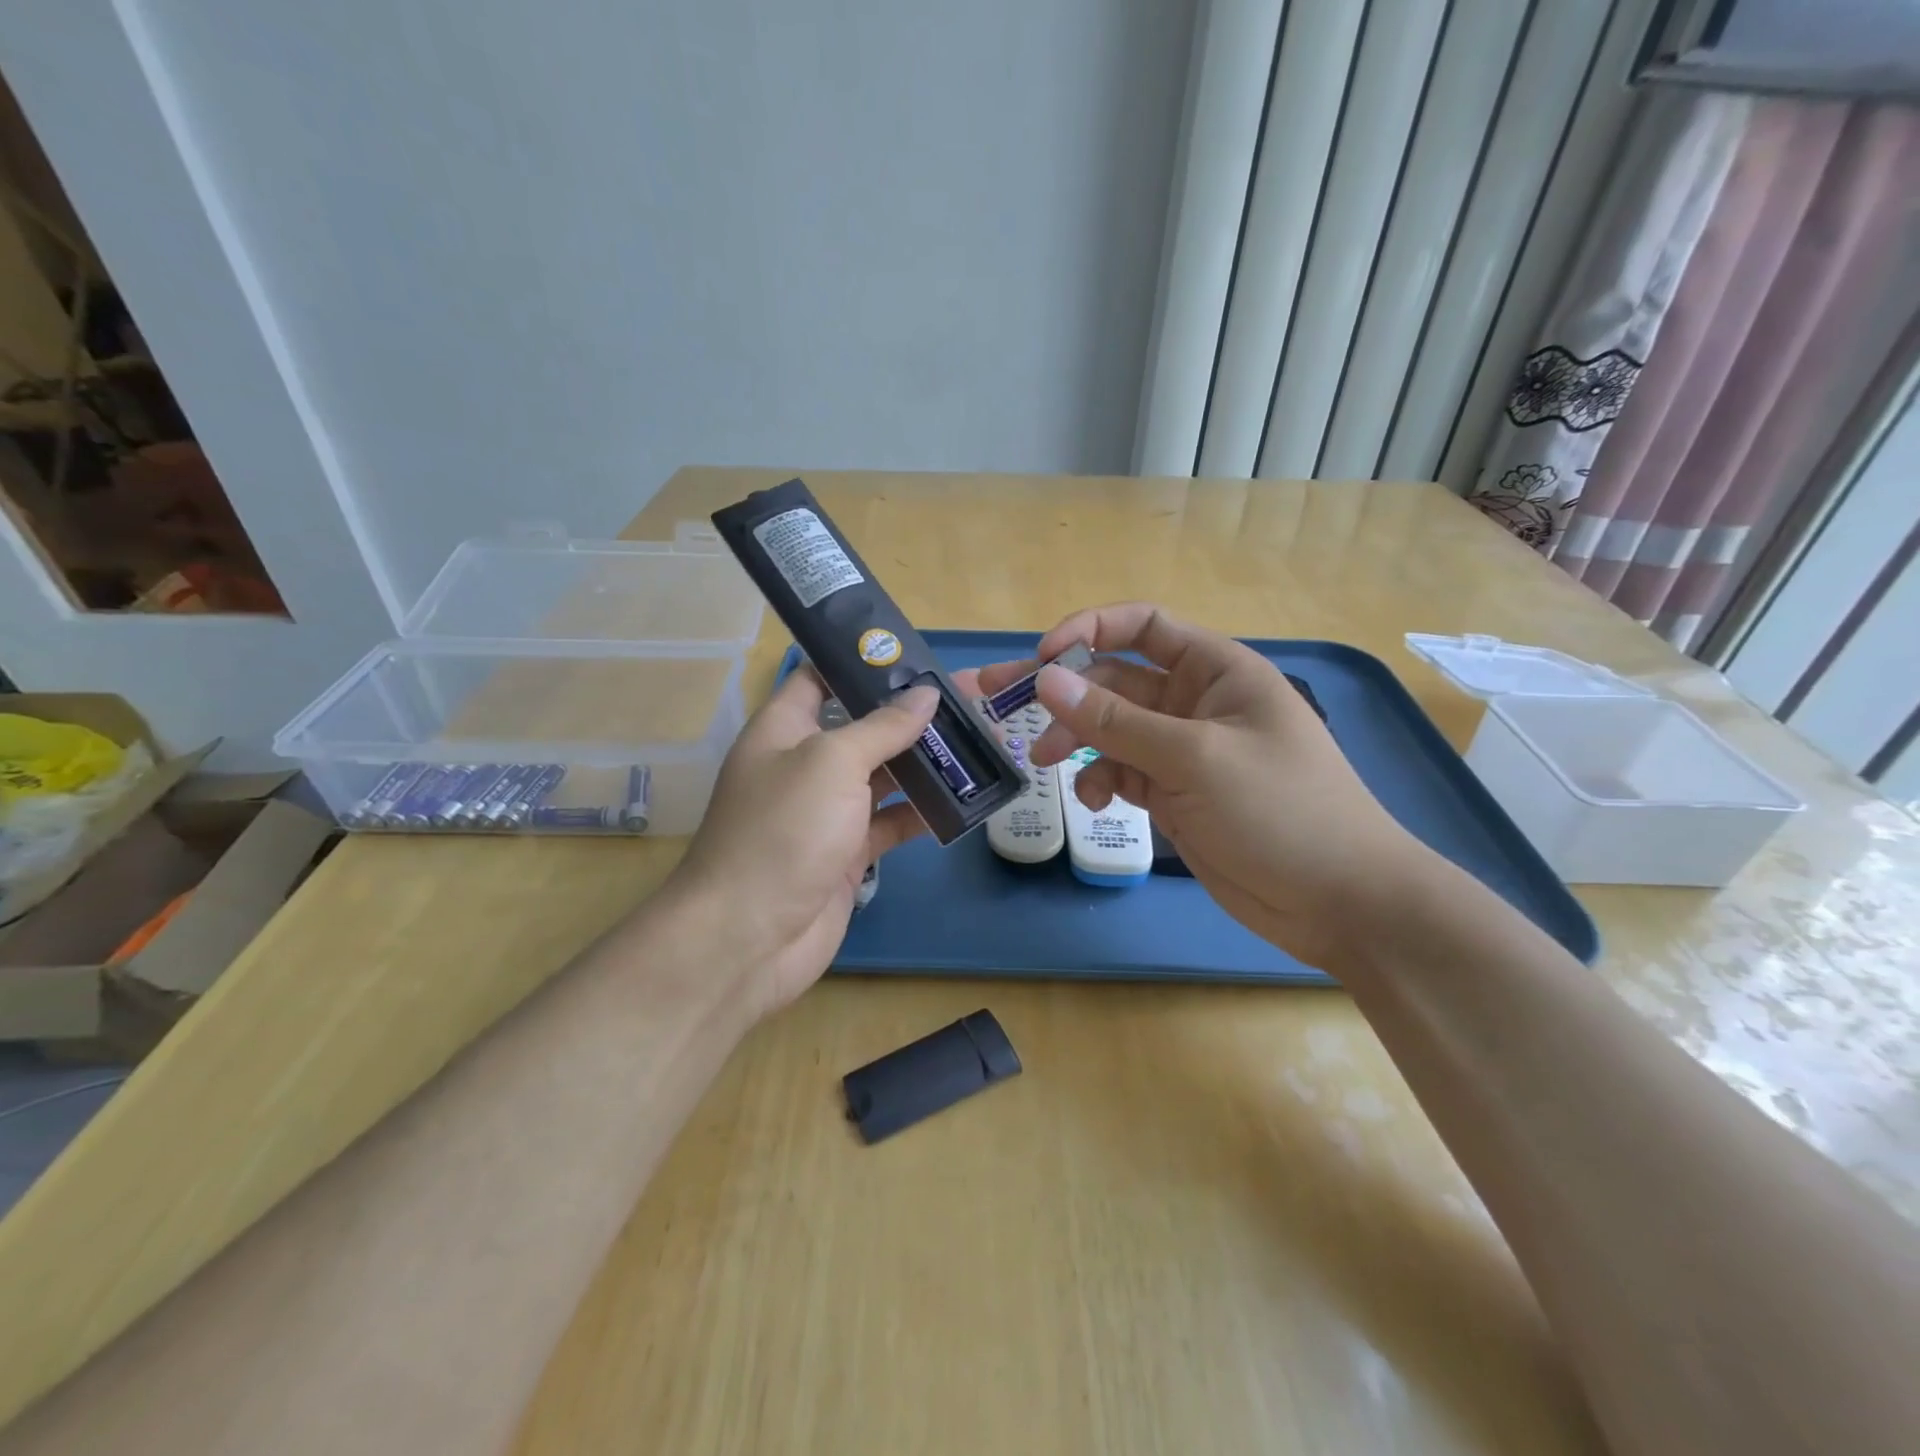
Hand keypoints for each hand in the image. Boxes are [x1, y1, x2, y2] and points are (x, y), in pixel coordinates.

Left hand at [666, 669, 943, 1018]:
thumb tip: (925, 693)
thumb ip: (881, 726)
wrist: (749, 936)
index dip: (860, 661)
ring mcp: (827, 811)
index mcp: (783, 729)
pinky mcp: (848, 852)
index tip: (914, 654)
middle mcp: (804, 764)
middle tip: (964, 700)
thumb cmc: (784, 829)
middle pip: (860, 726)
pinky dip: (922, 812)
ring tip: (975, 742)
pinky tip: (962, 800)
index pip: (819, 678)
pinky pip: (890, 822)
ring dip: (923, 762)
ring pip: (881, 775)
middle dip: (907, 714)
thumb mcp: (832, 762)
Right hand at [975, 603, 1435, 969]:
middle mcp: (1195, 702)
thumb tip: (1045, 681)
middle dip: (1064, 693)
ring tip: (1045, 762)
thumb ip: (1115, 721)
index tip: (1042, 659)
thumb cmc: (1279, 810)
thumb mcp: (1192, 758)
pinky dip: (1100, 780)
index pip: (1143, 626)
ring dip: (1076, 739)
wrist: (1339, 901)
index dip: (1089, 630)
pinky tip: (1092, 800)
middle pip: (1114, 680)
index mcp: (1215, 670)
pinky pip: (1122, 772)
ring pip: (1111, 729)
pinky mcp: (1174, 794)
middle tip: (1000, 705)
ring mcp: (1183, 751)